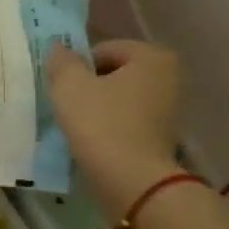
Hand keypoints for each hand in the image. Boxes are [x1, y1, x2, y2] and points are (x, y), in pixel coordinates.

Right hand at [46, 40, 183, 222]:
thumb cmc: (101, 123)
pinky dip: (109, 126)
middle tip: (67, 105)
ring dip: (97, 106)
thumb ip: (62, 61)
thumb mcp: (69, 85)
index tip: (63, 88)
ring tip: (77, 125)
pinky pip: (127, 120)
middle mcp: (168, 76)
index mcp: (151, 56)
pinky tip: (93, 140)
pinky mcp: (163, 135)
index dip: (77, 66)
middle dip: (88, 85)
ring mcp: (169, 108)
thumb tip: (58, 48)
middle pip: (113, 73)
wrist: (132, 180)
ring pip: (119, 98)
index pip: (102, 49)